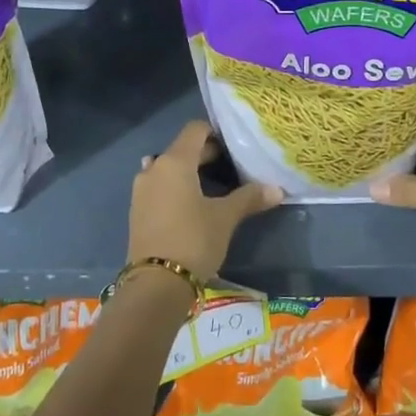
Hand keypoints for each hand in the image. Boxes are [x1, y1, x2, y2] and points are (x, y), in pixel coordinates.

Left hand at [129, 121, 280, 283]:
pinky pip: (160, 187)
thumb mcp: (225, 218)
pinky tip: (193, 205)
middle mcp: (154, 168)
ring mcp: (141, 190)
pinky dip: (176, 188)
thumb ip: (249, 198)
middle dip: (207, 155)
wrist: (155, 285)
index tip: (235, 146)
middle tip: (233, 168)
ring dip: (190, 173)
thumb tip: (277, 189)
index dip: (216, 132)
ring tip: (214, 187)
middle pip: (182, 149)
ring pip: (169, 169)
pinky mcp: (137, 211)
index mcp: (175, 162)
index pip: (195, 129)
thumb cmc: (193, 240)